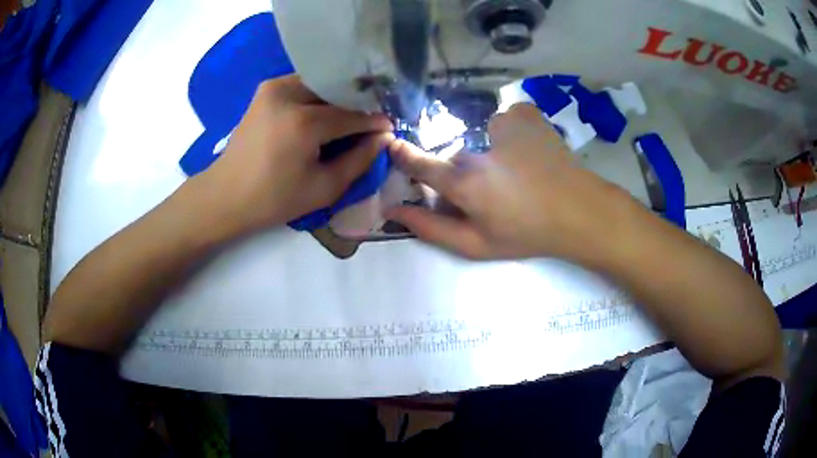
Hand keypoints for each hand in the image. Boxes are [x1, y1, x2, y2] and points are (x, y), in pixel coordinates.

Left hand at [183, 76, 392, 240]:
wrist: (225, 195)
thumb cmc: (273, 199)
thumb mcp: (323, 189)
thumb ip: (359, 160)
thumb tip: (383, 137)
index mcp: (304, 122)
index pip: (353, 115)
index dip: (375, 122)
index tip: (390, 128)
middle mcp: (288, 94)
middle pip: (338, 91)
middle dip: (358, 104)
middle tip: (371, 120)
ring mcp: (274, 87)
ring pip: (321, 84)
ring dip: (338, 98)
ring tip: (349, 116)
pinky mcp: (266, 89)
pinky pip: (303, 85)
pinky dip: (318, 95)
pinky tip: (323, 112)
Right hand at [388, 103, 632, 259]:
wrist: (580, 211)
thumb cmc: (528, 233)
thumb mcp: (477, 245)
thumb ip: (431, 228)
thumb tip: (394, 209)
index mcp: (466, 182)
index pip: (421, 164)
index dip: (403, 156)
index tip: (394, 147)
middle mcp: (479, 147)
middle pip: (457, 155)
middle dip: (465, 173)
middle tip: (493, 193)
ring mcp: (504, 123)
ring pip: (481, 137)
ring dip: (490, 153)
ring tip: (518, 173)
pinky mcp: (525, 113)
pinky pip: (505, 121)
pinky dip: (511, 133)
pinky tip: (530, 152)